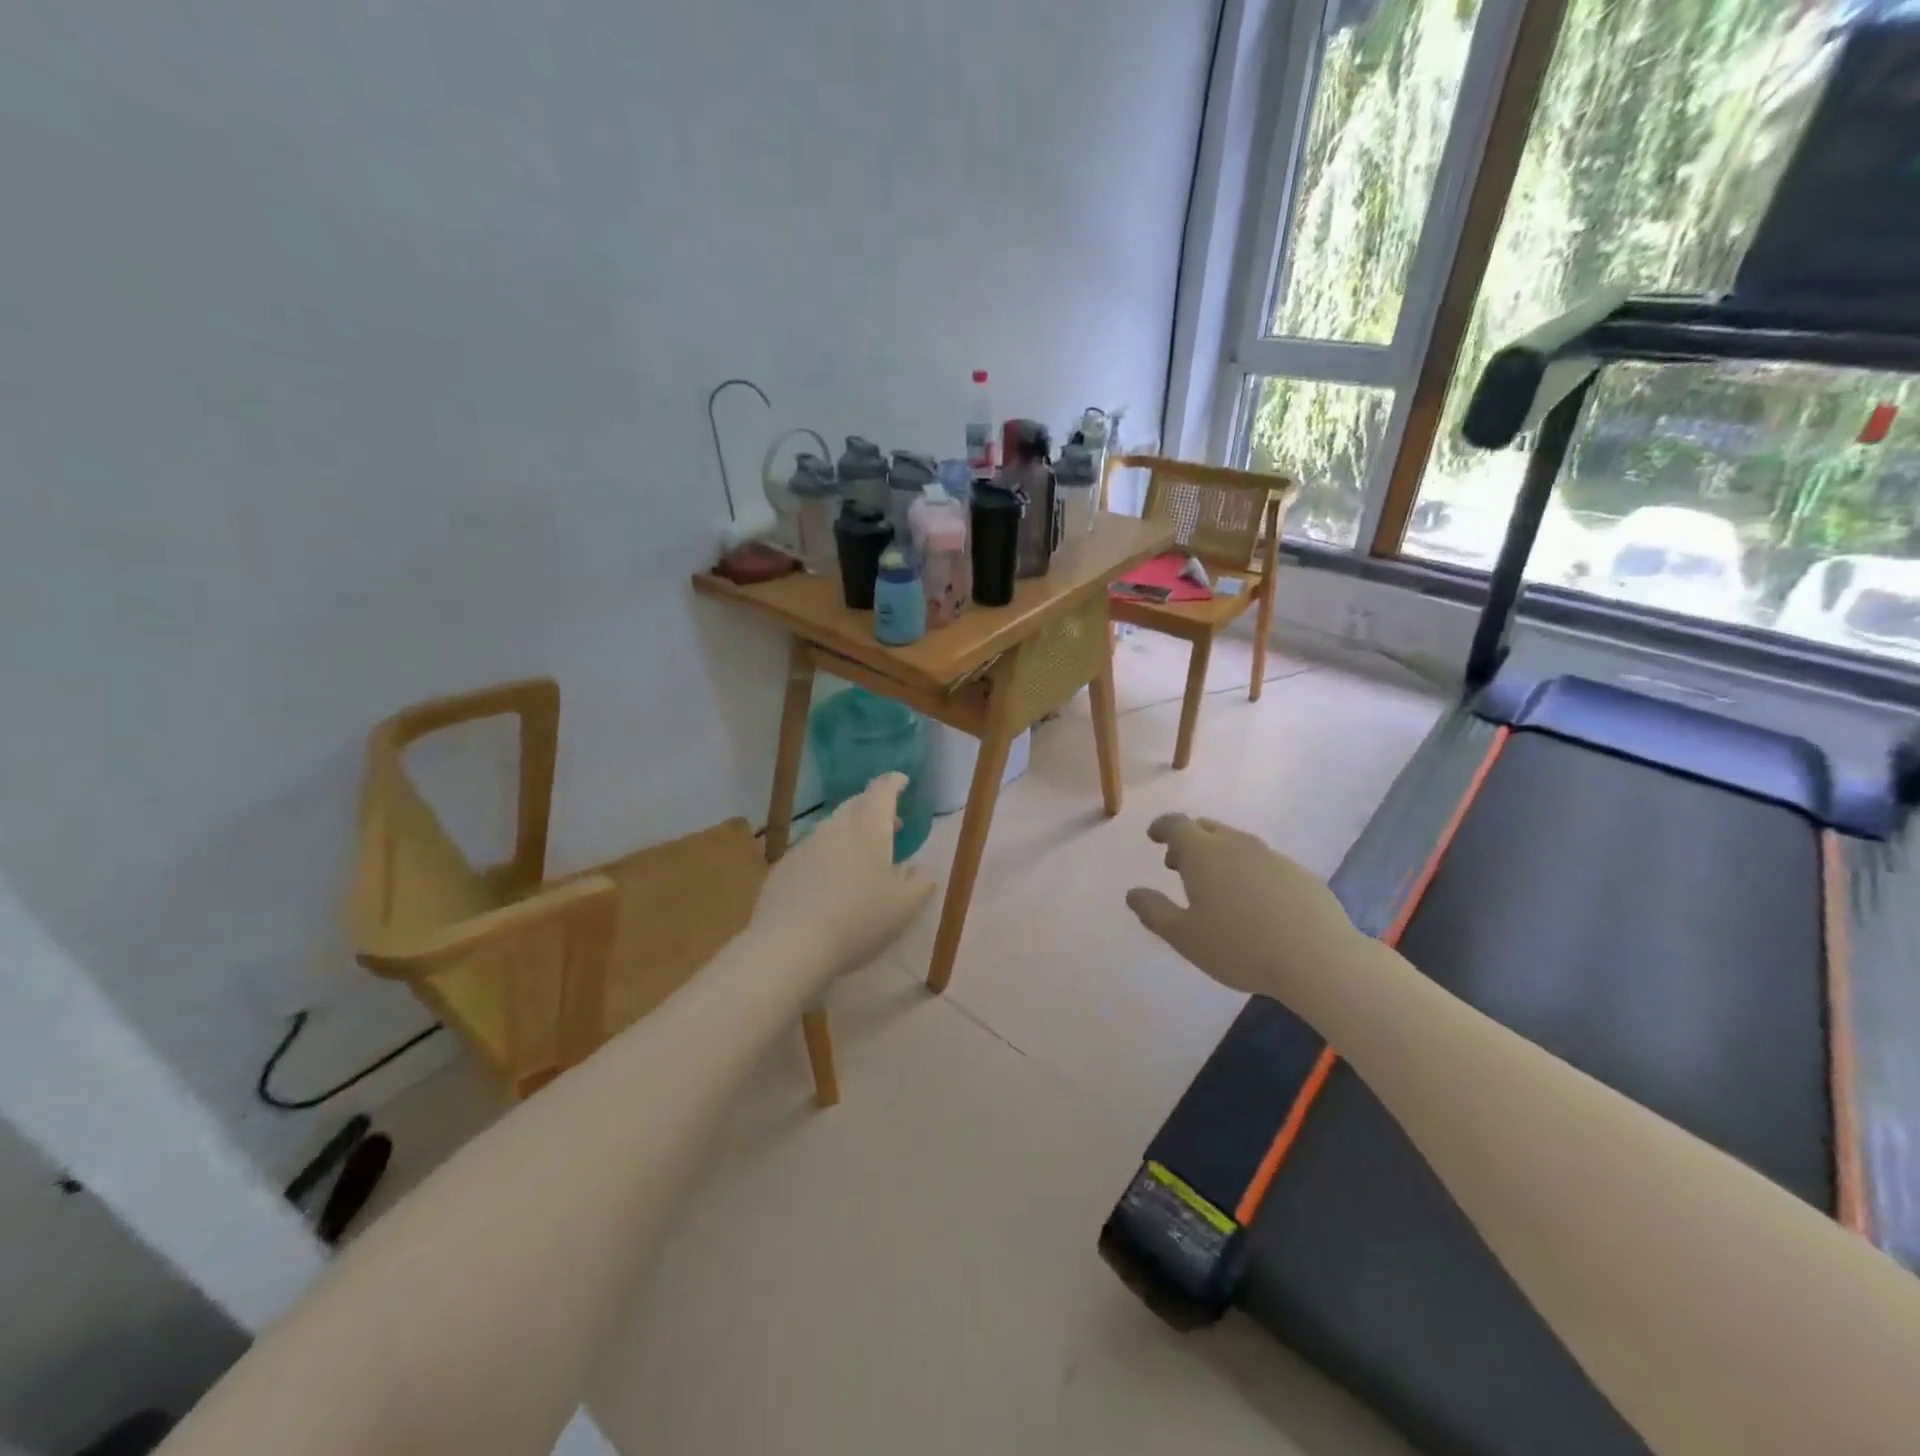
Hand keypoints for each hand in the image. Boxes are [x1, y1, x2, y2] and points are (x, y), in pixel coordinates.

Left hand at [753, 773, 934, 992]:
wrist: (789, 945)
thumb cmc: (857, 921)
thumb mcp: (904, 907)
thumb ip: (920, 882)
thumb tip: (921, 869)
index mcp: (868, 827)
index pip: (882, 790)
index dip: (894, 782)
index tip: (903, 782)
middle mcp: (835, 827)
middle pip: (856, 805)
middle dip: (875, 810)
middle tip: (891, 825)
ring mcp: (805, 845)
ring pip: (833, 829)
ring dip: (851, 835)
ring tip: (864, 858)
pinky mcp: (784, 867)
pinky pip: (812, 852)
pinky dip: (828, 857)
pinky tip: (830, 885)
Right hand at [1125, 814, 1365, 1006]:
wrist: (1318, 958)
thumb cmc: (1240, 947)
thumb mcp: (1184, 937)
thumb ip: (1154, 912)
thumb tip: (1133, 893)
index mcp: (1204, 853)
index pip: (1176, 824)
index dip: (1162, 828)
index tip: (1154, 837)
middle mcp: (1237, 844)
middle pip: (1207, 828)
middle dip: (1188, 841)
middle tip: (1178, 866)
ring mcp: (1272, 856)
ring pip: (1237, 843)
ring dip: (1219, 855)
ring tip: (1215, 886)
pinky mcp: (1299, 874)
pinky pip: (1263, 862)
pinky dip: (1248, 870)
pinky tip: (1254, 902)